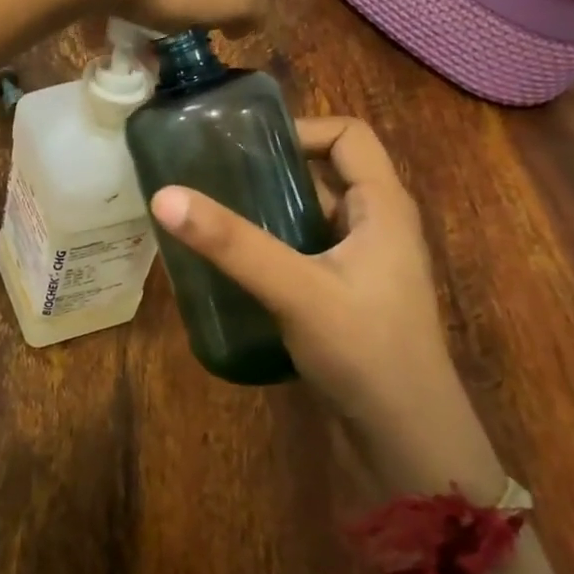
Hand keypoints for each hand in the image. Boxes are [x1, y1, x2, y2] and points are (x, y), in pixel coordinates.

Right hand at [148, 117, 504, 495]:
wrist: (409, 444)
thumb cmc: (367, 351)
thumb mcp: (296, 290)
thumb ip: (232, 244)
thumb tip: (164, 195)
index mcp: (383, 205)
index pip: (348, 134)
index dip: (300, 129)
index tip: (246, 147)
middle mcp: (378, 225)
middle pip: (325, 171)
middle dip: (272, 169)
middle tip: (214, 175)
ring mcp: (363, 264)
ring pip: (312, 214)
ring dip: (268, 210)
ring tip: (213, 214)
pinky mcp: (347, 297)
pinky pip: (306, 251)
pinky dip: (273, 246)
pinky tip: (233, 264)